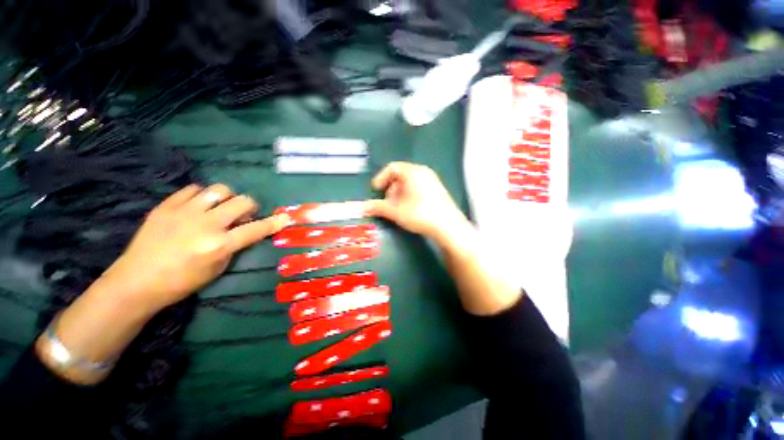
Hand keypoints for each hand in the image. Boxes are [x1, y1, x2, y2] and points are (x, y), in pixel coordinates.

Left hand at [99, 184, 288, 312]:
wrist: (137, 281)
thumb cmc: (182, 281)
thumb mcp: (218, 269)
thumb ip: (235, 246)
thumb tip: (245, 231)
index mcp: (219, 245)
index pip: (256, 229)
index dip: (274, 223)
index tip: (285, 217)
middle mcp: (205, 224)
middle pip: (242, 202)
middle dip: (250, 207)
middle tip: (244, 216)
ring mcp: (184, 212)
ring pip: (219, 190)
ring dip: (228, 198)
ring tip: (221, 208)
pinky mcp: (166, 206)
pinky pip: (193, 189)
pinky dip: (202, 196)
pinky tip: (198, 206)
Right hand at [365, 162, 469, 245]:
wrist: (448, 226)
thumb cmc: (419, 214)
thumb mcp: (395, 211)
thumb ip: (377, 207)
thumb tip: (361, 207)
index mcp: (413, 171)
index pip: (392, 167)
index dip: (381, 178)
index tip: (375, 190)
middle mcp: (424, 172)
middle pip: (401, 175)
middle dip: (390, 188)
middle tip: (387, 202)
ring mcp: (433, 181)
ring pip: (410, 183)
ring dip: (399, 193)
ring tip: (397, 208)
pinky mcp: (438, 191)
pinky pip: (419, 188)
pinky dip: (409, 195)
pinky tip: (409, 209)